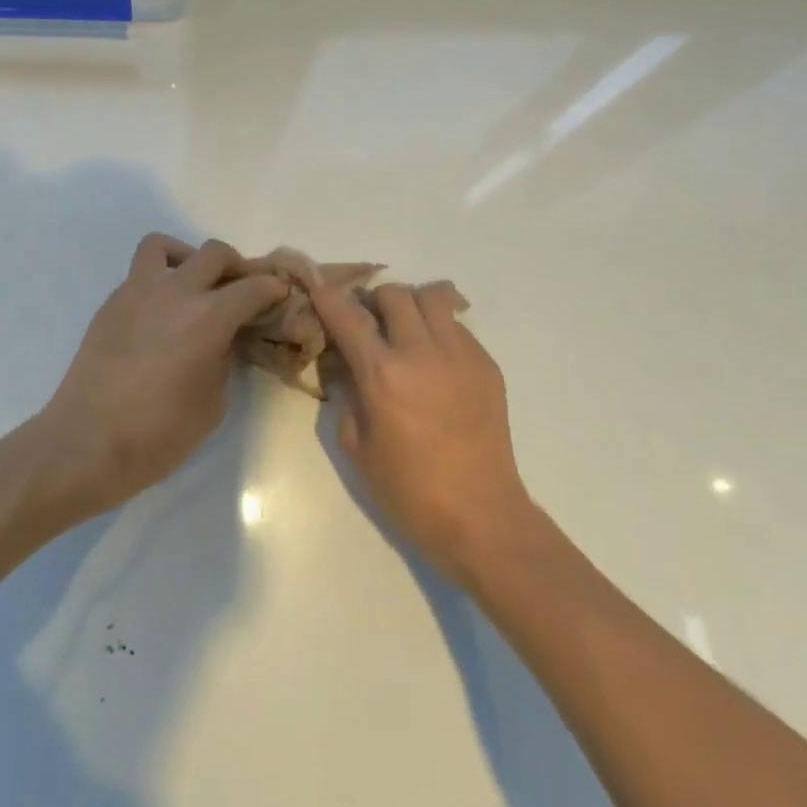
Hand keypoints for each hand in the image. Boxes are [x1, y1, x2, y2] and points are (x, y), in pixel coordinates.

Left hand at [31, 235, 287, 521]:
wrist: (86, 444)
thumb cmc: (158, 435)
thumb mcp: (213, 402)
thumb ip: (224, 358)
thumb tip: (223, 338)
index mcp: (209, 317)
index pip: (253, 287)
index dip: (272, 288)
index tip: (279, 295)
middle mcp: (175, 292)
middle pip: (214, 253)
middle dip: (236, 267)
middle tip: (241, 290)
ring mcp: (137, 292)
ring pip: (164, 246)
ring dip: (187, 257)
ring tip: (193, 284)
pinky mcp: (111, 304)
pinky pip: (140, 275)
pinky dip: (157, 281)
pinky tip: (161, 314)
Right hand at [315, 281, 536, 583]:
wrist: (481, 516)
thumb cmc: (409, 491)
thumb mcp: (356, 446)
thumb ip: (346, 393)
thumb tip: (344, 361)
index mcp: (383, 374)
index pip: (348, 316)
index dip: (328, 297)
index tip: (320, 290)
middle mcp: (422, 352)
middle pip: (393, 294)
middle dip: (373, 302)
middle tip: (369, 324)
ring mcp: (460, 354)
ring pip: (432, 296)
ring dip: (411, 306)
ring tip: (406, 332)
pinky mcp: (486, 364)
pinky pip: (457, 326)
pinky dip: (439, 330)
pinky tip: (435, 362)